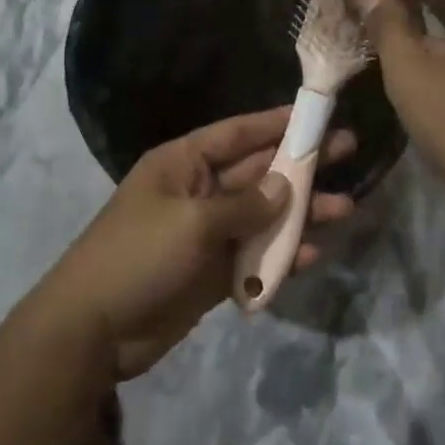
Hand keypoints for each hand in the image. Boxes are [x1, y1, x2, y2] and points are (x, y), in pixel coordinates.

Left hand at [39, 107, 356, 379]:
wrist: (95, 329)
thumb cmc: (139, 256)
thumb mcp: (193, 222)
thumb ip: (245, 205)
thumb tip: (286, 188)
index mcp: (183, 164)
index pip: (237, 133)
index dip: (276, 122)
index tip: (315, 115)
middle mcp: (199, 191)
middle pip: (258, 171)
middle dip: (301, 164)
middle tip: (349, 150)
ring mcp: (207, 233)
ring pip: (264, 214)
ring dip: (301, 212)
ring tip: (346, 208)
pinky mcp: (214, 271)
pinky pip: (255, 255)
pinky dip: (281, 255)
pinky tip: (312, 254)